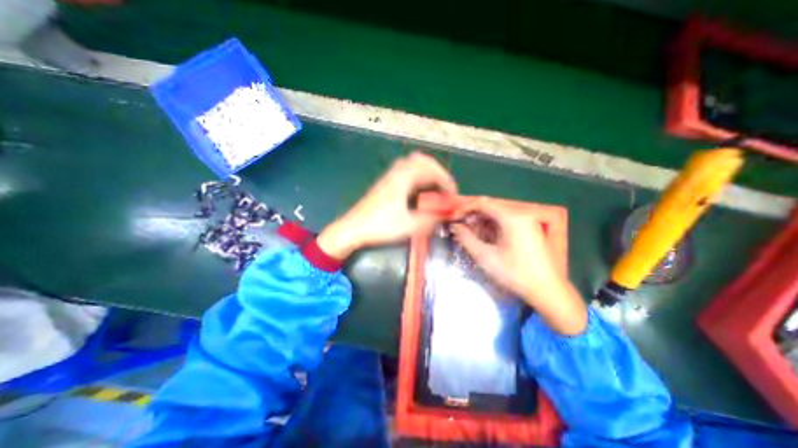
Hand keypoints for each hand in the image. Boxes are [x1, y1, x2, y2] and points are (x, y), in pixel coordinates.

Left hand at [316, 153, 454, 257]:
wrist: (353, 228)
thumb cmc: (379, 226)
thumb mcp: (408, 225)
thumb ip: (430, 219)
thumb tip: (446, 214)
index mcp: (403, 178)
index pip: (431, 170)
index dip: (446, 181)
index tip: (453, 194)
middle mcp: (397, 172)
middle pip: (422, 160)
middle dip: (438, 172)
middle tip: (445, 187)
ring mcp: (390, 176)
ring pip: (413, 164)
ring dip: (427, 172)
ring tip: (435, 188)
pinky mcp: (386, 183)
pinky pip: (406, 171)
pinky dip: (418, 176)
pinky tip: (419, 191)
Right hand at [451, 198, 587, 333]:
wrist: (548, 290)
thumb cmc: (515, 273)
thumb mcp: (485, 257)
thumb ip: (466, 238)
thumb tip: (455, 226)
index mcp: (512, 218)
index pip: (483, 203)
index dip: (465, 208)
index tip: (454, 218)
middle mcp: (521, 214)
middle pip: (490, 207)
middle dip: (473, 216)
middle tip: (461, 228)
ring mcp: (528, 221)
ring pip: (498, 214)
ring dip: (482, 221)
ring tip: (471, 234)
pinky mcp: (530, 228)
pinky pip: (507, 221)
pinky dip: (493, 226)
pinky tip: (486, 237)